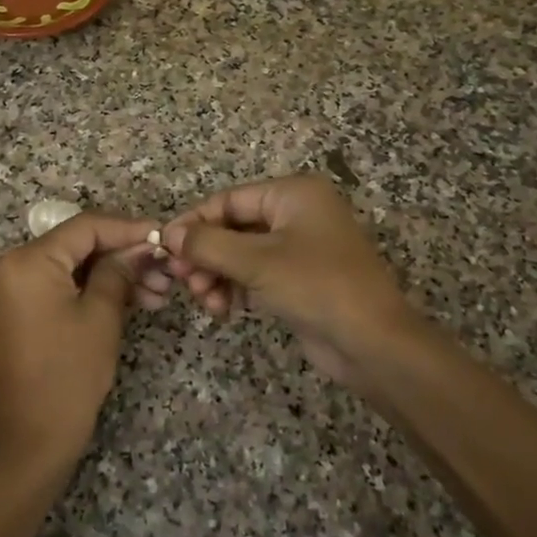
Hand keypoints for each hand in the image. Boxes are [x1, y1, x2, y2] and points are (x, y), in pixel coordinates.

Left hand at [0, 212, 157, 478]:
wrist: (35, 436)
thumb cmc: (71, 372)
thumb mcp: (103, 314)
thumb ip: (121, 269)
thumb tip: (142, 245)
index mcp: (26, 261)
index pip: (84, 227)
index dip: (127, 228)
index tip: (161, 235)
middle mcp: (9, 264)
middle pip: (77, 244)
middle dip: (123, 255)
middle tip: (164, 269)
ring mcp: (9, 286)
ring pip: (71, 265)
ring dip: (111, 273)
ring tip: (156, 290)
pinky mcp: (16, 306)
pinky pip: (58, 282)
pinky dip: (90, 287)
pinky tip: (130, 297)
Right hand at [161, 175, 416, 389]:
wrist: (373, 343)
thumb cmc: (317, 286)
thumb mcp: (257, 262)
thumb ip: (208, 244)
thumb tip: (168, 234)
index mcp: (293, 194)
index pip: (229, 199)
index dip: (194, 222)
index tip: (164, 247)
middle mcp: (297, 213)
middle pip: (233, 226)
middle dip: (205, 254)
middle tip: (183, 281)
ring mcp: (299, 248)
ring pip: (241, 253)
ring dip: (217, 275)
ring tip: (205, 301)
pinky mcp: (299, 279)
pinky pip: (255, 274)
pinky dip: (235, 287)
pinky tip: (222, 308)